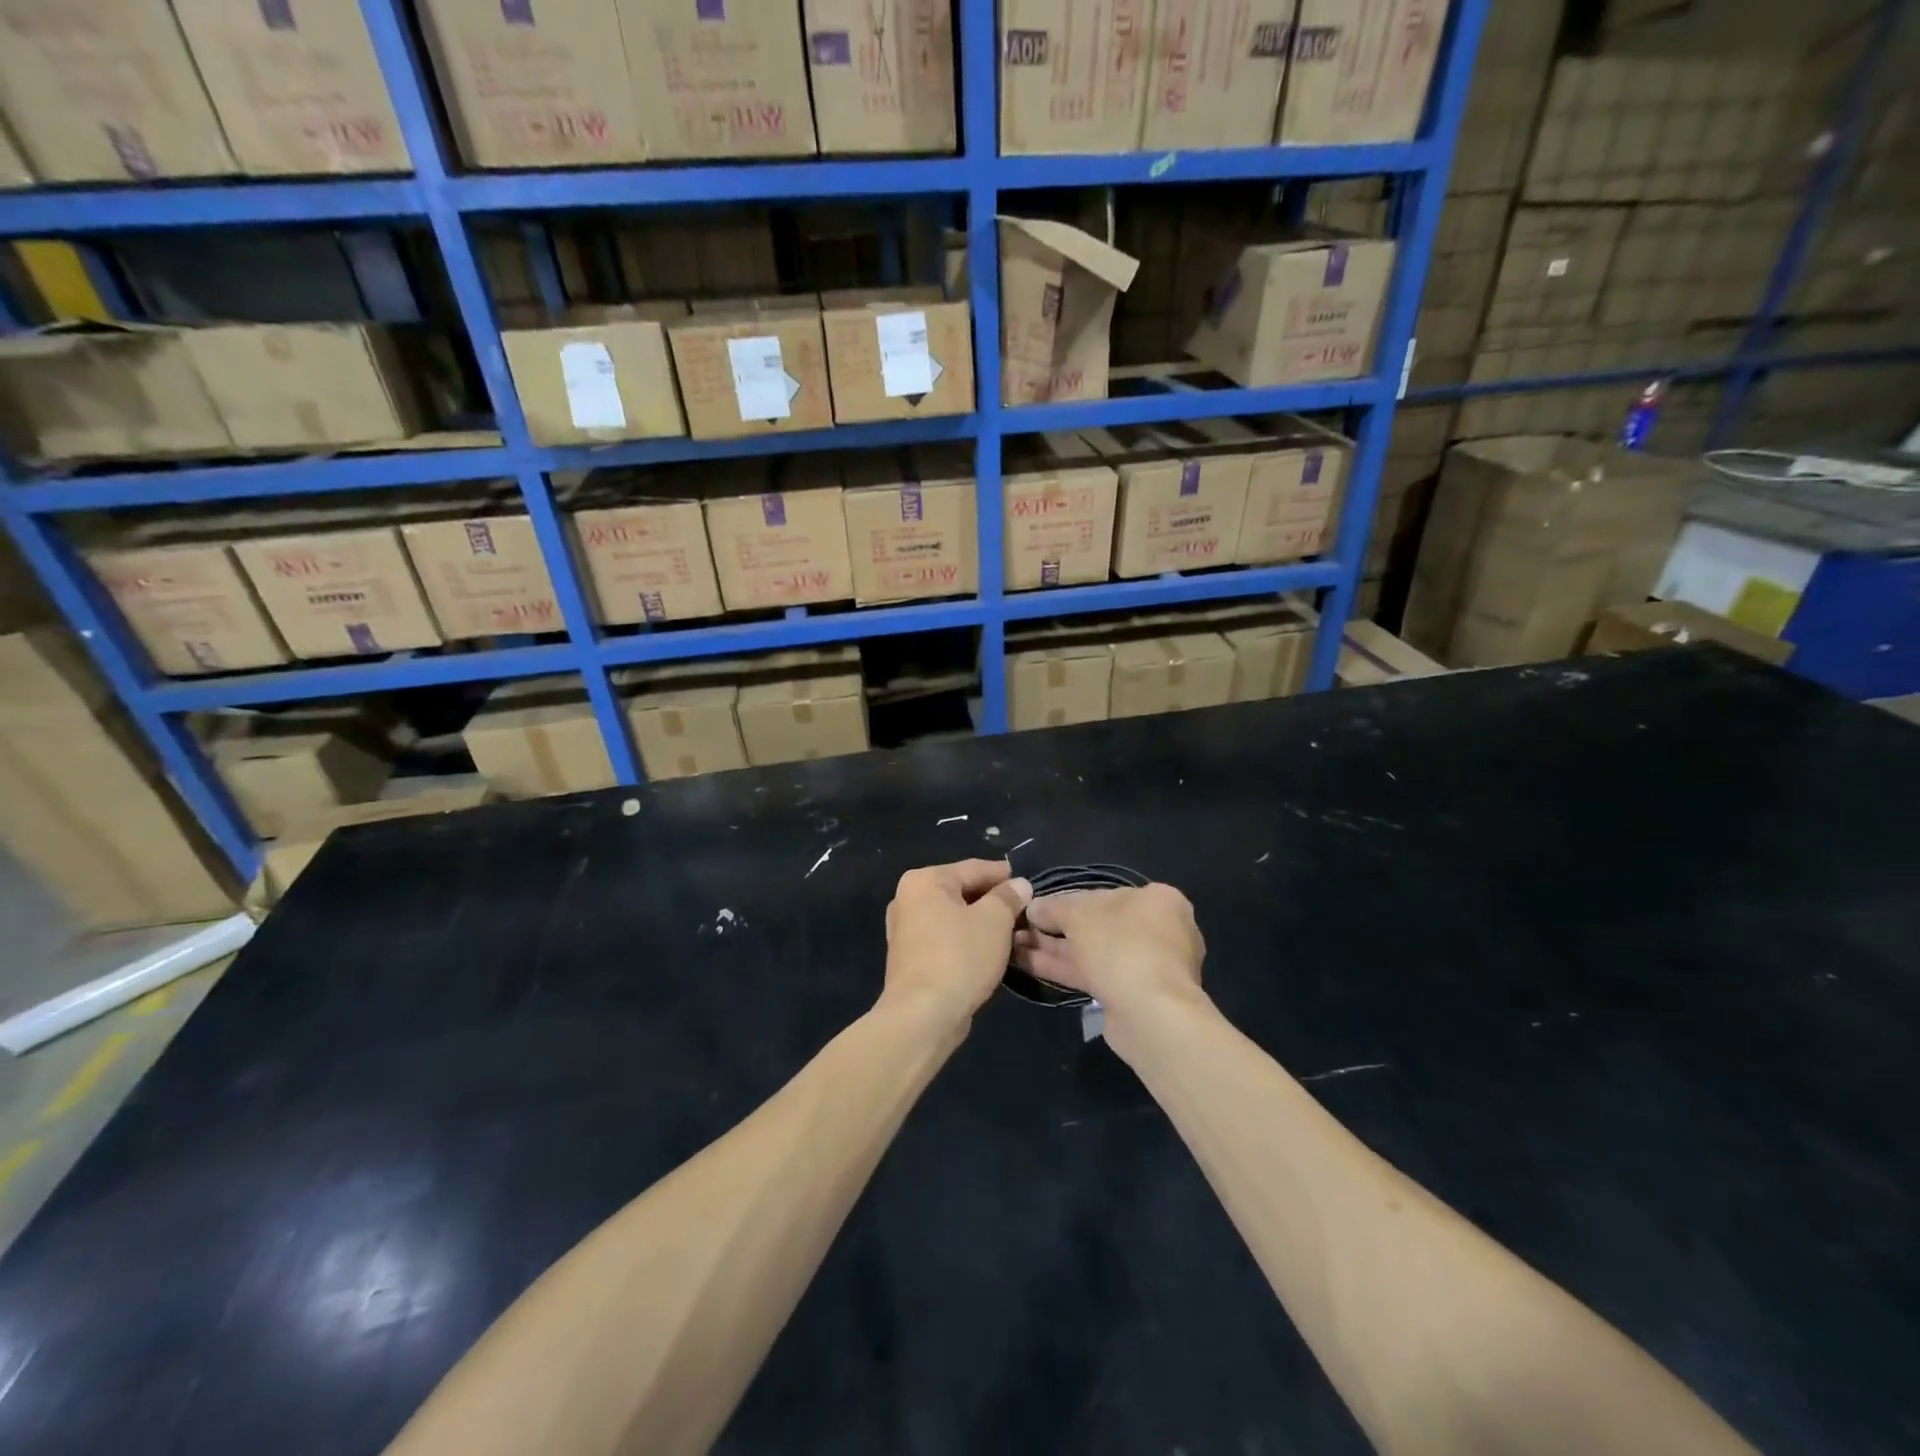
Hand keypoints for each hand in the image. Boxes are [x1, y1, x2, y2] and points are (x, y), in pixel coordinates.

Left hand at [882, 859, 1032, 1032]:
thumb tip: (1019, 885)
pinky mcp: (911, 959)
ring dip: (981, 923)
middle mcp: (908, 900)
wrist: (923, 1016)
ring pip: (954, 918)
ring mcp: (906, 931)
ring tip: (1013, 931)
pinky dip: (967, 941)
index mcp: (924, 881)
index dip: (1003, 874)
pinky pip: (946, 939)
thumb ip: (1008, 897)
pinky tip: (989, 952)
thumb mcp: (994, 921)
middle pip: (961, 892)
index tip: (1028, 882)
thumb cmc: (959, 957)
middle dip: (993, 901)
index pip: (973, 868)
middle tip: (1025, 909)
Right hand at [1012, 884, 1206, 1054]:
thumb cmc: (1121, 946)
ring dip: (1053, 948)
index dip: (1066, 899)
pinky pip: (1093, 975)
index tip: (1036, 907)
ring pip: (1092, 952)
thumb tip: (1033, 907)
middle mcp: (1158, 930)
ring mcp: (1146, 965)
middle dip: (1055, 927)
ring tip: (1014, 945)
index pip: (1103, 893)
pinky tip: (1029, 964)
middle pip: (1097, 924)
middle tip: (1020, 928)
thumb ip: (1053, 907)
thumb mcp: (1079, 914)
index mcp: (1156, 900)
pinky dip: (1063, 968)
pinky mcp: (1132, 995)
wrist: (1150, 1014)